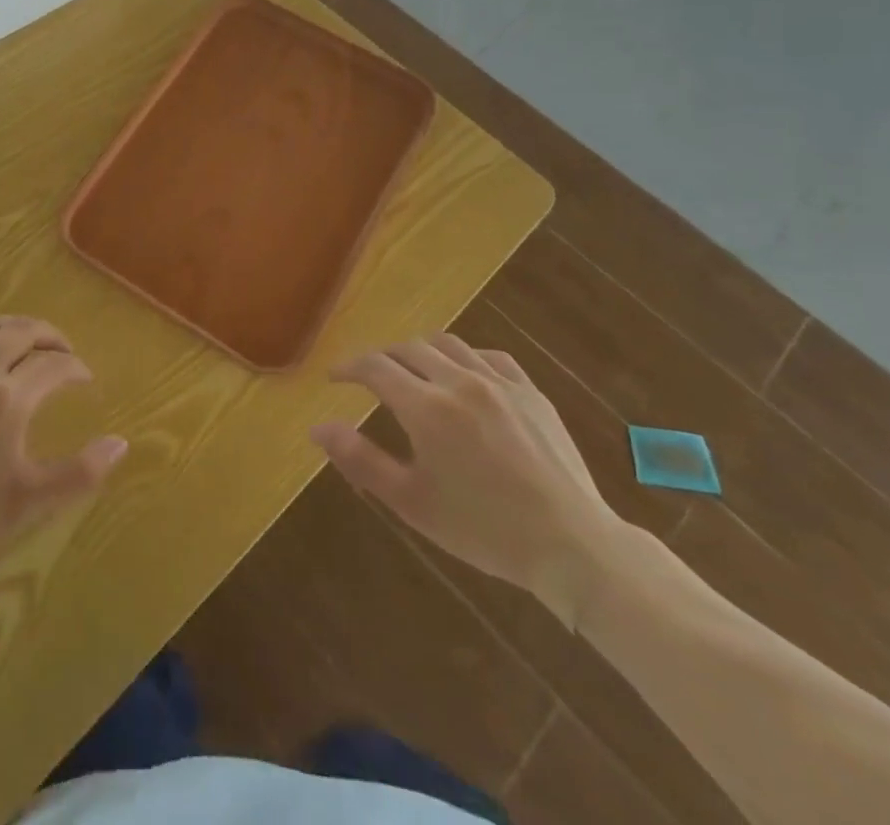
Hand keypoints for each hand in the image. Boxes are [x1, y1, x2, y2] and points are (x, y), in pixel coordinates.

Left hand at [0, 317, 127, 558]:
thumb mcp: (27, 502)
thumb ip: (79, 473)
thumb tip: (120, 442)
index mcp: (9, 398)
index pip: (54, 365)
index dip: (75, 367)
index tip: (84, 378)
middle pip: (22, 331)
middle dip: (50, 336)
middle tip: (62, 350)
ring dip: (13, 328)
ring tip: (26, 340)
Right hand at [312, 332, 626, 625]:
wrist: (572, 546)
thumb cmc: (483, 529)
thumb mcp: (412, 502)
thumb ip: (361, 459)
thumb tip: (317, 427)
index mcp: (427, 408)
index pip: (374, 367)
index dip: (348, 368)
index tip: (334, 378)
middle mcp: (460, 382)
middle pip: (408, 349)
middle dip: (381, 359)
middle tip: (369, 378)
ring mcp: (500, 383)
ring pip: (448, 344)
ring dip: (420, 352)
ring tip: (412, 372)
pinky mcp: (531, 392)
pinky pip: (490, 357)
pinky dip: (465, 359)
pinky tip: (464, 377)